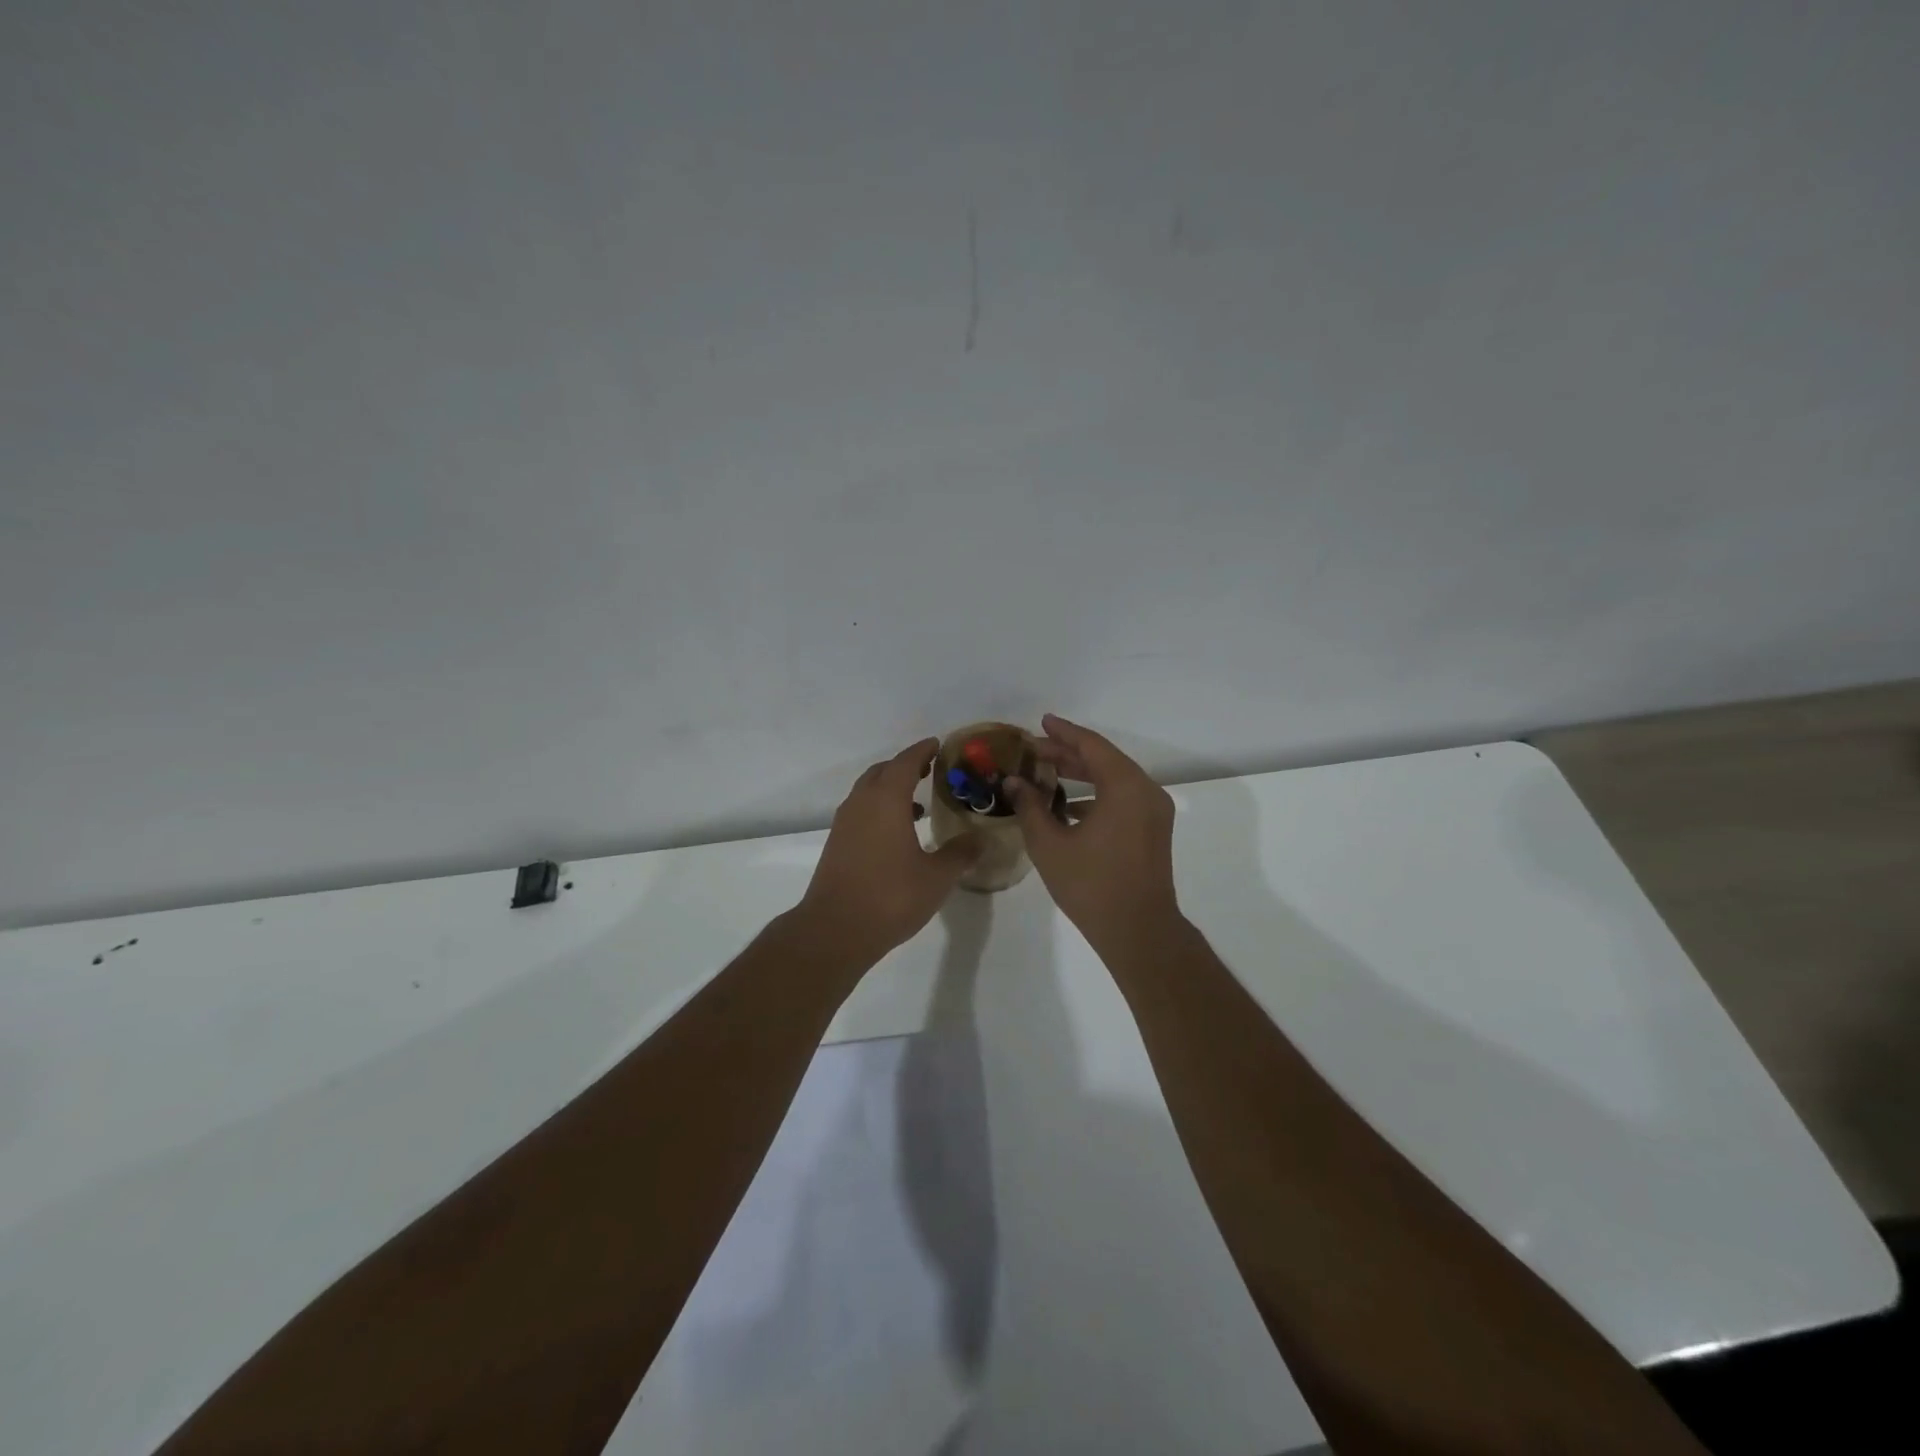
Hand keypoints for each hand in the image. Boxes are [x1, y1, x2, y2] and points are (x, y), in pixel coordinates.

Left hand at [799, 738, 981, 959]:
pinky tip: (896, 834)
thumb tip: (979, 839)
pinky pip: (861, 811)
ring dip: (890, 789)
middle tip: (930, 770)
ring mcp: (845, 823)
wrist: (835, 929)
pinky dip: (879, 809)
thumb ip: (960, 854)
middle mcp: (862, 803)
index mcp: (886, 800)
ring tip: (917, 804)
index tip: (938, 745)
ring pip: (868, 792)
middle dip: (905, 766)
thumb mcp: (936, 877)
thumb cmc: (890, 896)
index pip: (905, 762)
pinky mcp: (837, 844)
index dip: (923, 751)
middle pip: (883, 771)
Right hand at [1006, 714, 1180, 951]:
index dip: (1063, 733)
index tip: (1040, 723)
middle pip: (1104, 760)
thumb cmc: (1092, 885)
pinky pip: (1123, 799)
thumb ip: (1030, 806)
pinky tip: (1068, 806)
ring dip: (1082, 774)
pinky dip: (1097, 795)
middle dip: (1069, 753)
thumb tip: (1013, 783)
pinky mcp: (1153, 831)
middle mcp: (1146, 791)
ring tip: (1047, 773)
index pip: (1091, 746)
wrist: (1139, 931)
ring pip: (1115, 780)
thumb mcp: (1050, 844)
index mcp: (1125, 787)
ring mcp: (1154, 812)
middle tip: (1035, 749)